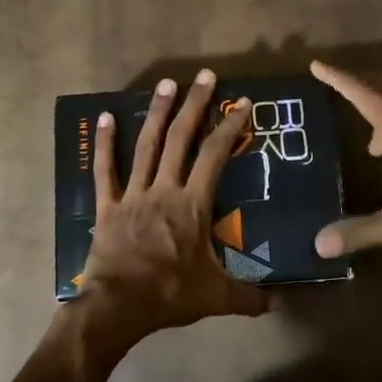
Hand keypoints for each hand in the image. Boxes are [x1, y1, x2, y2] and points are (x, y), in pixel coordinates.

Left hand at [77, 70, 269, 342]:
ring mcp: (133, 194)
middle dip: (195, 105)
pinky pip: (104, 171)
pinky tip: (105, 117)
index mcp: (193, 204)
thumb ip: (249, 297)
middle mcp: (164, 189)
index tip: (241, 103)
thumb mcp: (217, 297)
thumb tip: (277, 303)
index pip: (215, 156)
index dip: (229, 127)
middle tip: (205, 76)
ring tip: (166, 83)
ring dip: (157, 113)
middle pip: (181, 139)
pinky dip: (104, 144)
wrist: (119, 305)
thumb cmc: (171, 294)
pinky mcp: (108, 206)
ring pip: (146, 146)